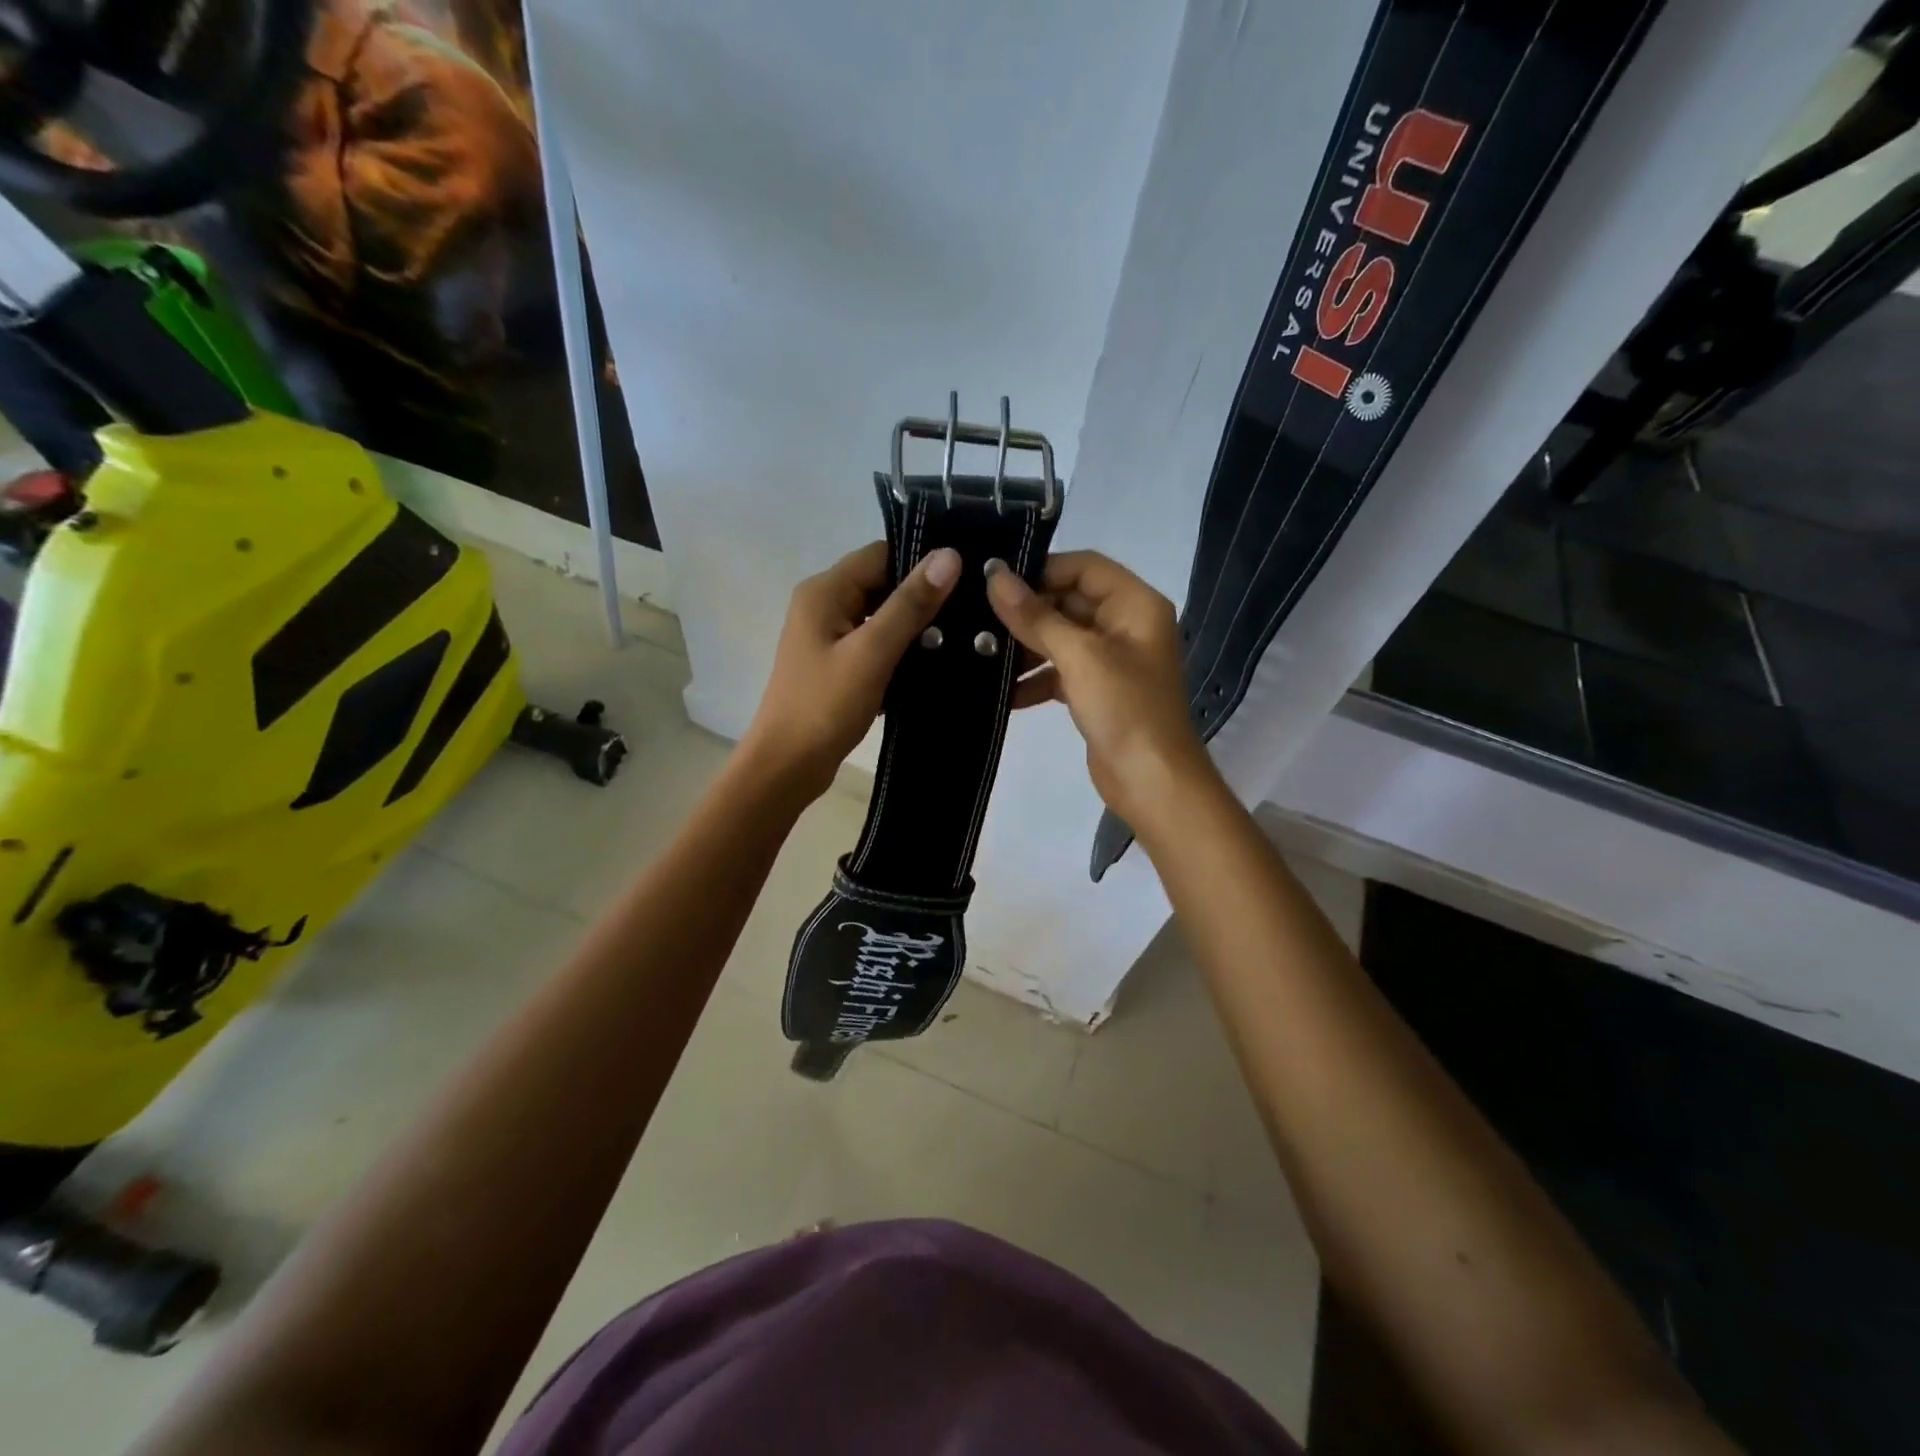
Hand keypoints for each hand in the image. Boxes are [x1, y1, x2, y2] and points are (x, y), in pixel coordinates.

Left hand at [743, 540, 960, 796]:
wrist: (787, 766)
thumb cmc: (824, 706)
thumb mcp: (871, 652)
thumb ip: (909, 605)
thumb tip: (949, 556)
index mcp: (825, 591)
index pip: (881, 554)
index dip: (922, 561)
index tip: (968, 575)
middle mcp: (824, 605)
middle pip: (883, 583)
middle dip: (924, 596)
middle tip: (974, 609)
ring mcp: (829, 637)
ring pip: (883, 616)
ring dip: (916, 626)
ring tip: (965, 635)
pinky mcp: (838, 665)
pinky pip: (877, 644)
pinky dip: (902, 651)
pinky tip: (936, 663)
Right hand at [985, 551, 1215, 826]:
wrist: (1152, 782)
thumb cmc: (1125, 709)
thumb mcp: (1079, 656)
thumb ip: (1036, 617)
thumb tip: (995, 576)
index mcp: (1135, 604)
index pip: (1083, 567)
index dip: (1041, 569)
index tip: (995, 581)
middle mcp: (1126, 625)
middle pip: (1069, 602)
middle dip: (1027, 612)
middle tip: (976, 619)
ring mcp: (1111, 660)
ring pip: (1060, 638)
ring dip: (1026, 647)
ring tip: (982, 656)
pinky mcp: (1097, 692)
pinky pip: (1059, 672)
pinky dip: (1035, 679)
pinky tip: (1003, 693)